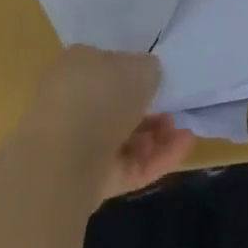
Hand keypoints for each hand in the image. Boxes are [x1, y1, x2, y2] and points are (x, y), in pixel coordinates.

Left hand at [25, 46, 193, 200]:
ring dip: (156, 136)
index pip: (109, 65)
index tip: (161, 81)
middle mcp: (72, 102)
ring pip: (124, 138)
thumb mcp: (140, 66)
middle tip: (174, 110)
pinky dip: (155, 159)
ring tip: (183, 133)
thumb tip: (148, 77)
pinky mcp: (86, 181)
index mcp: (76, 65)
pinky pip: (126, 166)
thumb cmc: (101, 96)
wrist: (63, 162)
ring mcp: (76, 145)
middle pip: (117, 105)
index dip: (137, 73)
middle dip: (150, 110)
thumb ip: (149, 69)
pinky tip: (183, 149)